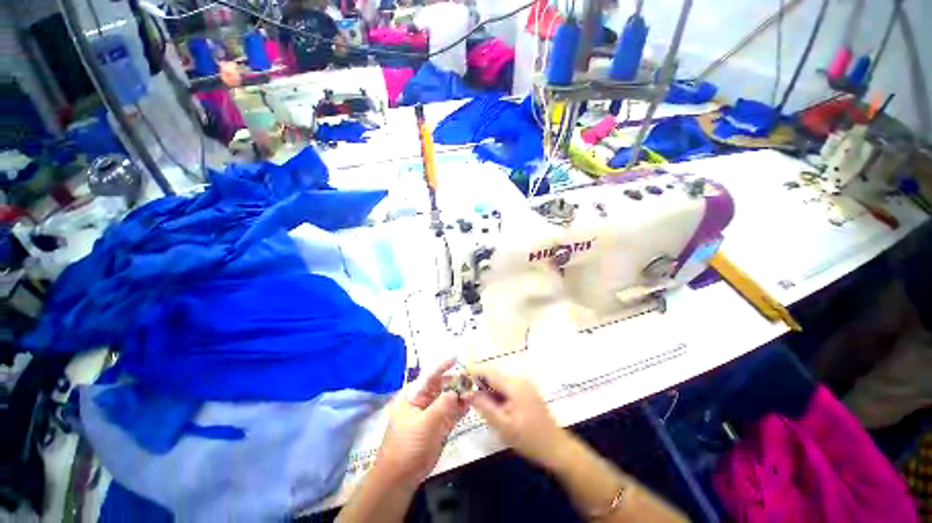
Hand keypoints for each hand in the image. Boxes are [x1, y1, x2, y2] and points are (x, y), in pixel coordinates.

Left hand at [372, 359, 468, 488]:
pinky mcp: (438, 426)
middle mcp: (422, 401)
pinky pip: (451, 412)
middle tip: (470, 379)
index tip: (456, 357)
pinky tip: (470, 403)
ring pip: (448, 399)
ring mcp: (431, 414)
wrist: (400, 478)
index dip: (442, 365)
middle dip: (455, 382)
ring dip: (460, 395)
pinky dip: (460, 408)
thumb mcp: (423, 423)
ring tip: (474, 392)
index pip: (429, 376)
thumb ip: (441, 405)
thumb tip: (455, 391)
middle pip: (441, 386)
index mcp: (412, 396)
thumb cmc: (407, 445)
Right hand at [466, 367, 567, 469]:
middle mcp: (520, 379)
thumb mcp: (502, 425)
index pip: (489, 371)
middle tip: (468, 395)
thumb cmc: (529, 438)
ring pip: (500, 381)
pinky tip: (495, 406)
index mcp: (514, 384)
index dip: (473, 372)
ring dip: (489, 388)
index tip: (460, 378)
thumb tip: (468, 392)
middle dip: (480, 382)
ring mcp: (525, 384)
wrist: (557, 448)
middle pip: (494, 374)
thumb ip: (484, 406)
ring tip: (480, 403)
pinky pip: (508, 386)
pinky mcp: (527, 391)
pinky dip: (498, 393)